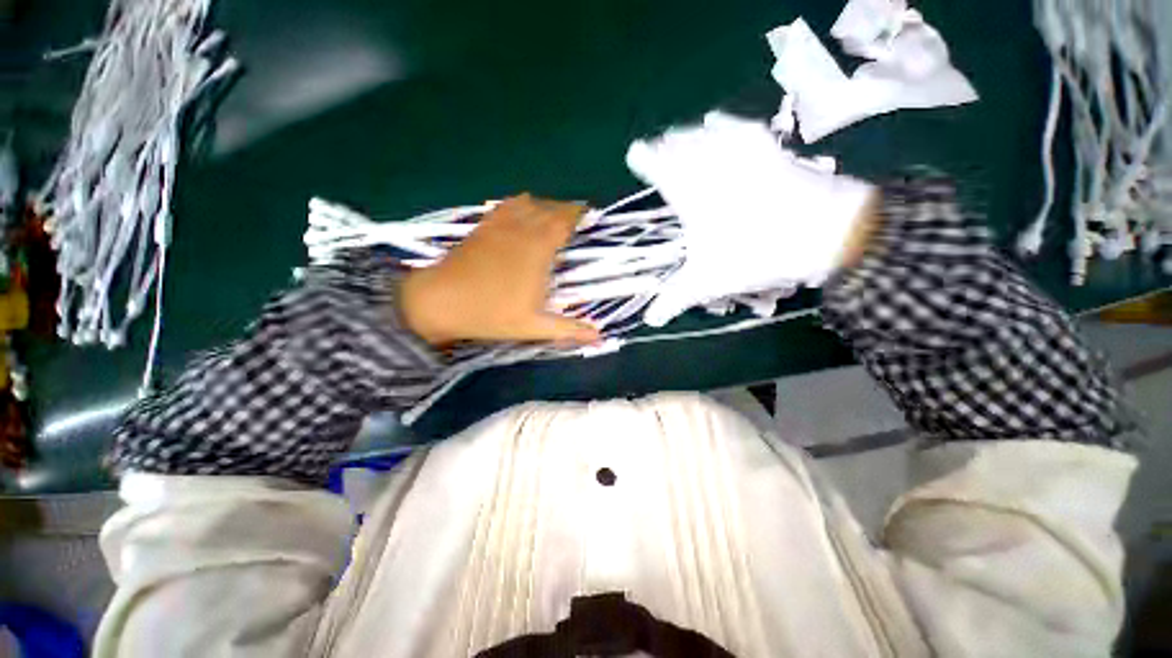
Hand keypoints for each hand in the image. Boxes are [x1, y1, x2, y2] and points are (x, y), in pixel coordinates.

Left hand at [400, 194, 601, 347]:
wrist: (439, 302)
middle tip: (575, 217)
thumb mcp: (533, 326)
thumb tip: (600, 337)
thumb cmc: (490, 314)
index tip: (588, 213)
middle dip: (564, 209)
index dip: (577, 214)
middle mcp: (521, 231)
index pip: (563, 222)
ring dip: (544, 205)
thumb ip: (568, 329)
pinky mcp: (482, 227)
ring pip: (528, 203)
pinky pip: (505, 206)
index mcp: (538, 250)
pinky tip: (522, 209)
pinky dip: (520, 203)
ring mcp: (499, 226)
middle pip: (548, 209)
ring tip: (552, 214)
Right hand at [625, 112, 875, 326]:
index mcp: (692, 193)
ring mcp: (743, 153)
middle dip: (663, 145)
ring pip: (705, 134)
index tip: (634, 153)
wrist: (826, 232)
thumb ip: (676, 299)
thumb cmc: (757, 254)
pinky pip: (738, 129)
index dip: (645, 159)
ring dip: (686, 135)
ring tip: (676, 136)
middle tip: (654, 148)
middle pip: (680, 145)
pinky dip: (723, 124)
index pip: (659, 167)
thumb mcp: (709, 281)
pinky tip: (715, 119)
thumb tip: (650, 320)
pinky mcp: (768, 148)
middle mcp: (712, 165)